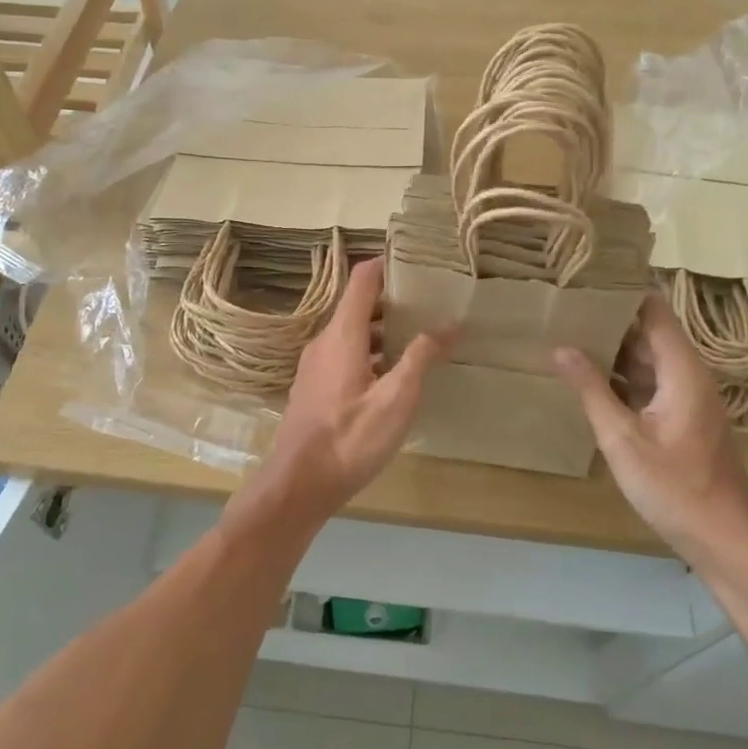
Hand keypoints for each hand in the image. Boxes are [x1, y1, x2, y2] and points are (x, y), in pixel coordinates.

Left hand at [262, 257, 448, 519]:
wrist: (298, 485)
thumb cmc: (350, 438)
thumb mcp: (396, 399)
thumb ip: (421, 357)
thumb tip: (449, 323)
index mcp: (343, 334)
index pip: (363, 279)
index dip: (388, 264)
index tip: (419, 263)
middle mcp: (324, 341)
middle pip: (359, 305)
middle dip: (394, 301)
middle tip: (431, 305)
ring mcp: (315, 365)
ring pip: (352, 333)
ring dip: (384, 331)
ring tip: (420, 339)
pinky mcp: (314, 388)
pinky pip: (344, 355)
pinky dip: (370, 352)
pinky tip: (393, 375)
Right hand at [553, 294, 747, 560]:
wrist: (725, 540)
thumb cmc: (675, 488)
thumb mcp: (623, 439)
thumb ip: (592, 390)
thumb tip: (560, 347)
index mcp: (682, 370)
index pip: (654, 310)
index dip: (622, 292)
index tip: (583, 280)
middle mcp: (688, 376)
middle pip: (648, 332)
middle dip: (609, 319)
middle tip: (562, 307)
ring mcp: (687, 398)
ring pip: (647, 360)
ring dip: (612, 350)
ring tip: (566, 334)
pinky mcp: (681, 419)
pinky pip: (649, 384)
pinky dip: (621, 377)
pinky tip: (587, 379)